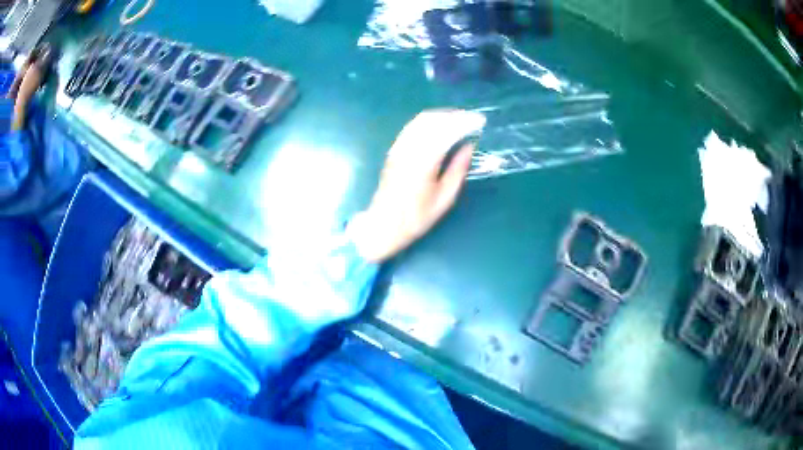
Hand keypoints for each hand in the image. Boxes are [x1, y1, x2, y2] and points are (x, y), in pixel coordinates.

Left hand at [347, 109, 485, 262]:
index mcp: (424, 162)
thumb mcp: (445, 199)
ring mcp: (399, 148)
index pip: (447, 131)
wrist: (384, 224)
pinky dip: (428, 121)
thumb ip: (458, 170)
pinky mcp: (394, 150)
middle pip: (434, 121)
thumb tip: (469, 147)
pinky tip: (438, 125)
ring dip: (442, 116)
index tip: (479, 121)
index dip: (465, 122)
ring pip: (421, 121)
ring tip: (459, 119)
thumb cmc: (416, 217)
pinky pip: (412, 127)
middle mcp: (410, 150)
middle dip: (455, 116)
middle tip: (471, 118)